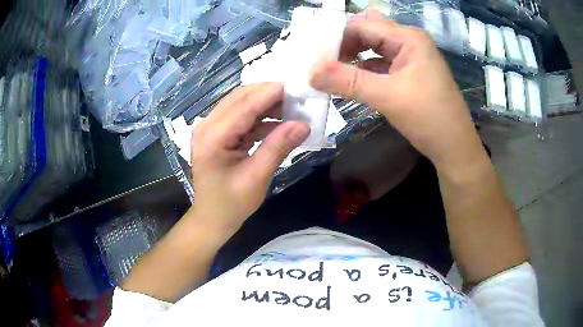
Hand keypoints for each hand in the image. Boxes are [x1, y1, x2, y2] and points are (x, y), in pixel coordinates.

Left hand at [190, 83, 308, 234]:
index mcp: (212, 138)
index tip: (298, 86)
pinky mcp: (218, 134)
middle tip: (298, 95)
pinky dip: (261, 117)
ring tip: (293, 107)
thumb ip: (278, 148)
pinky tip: (280, 121)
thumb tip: (304, 124)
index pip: (244, 105)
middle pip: (240, 98)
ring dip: (266, 103)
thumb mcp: (256, 178)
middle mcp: (207, 126)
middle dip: (269, 93)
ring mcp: (211, 128)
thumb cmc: (231, 204)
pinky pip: (242, 117)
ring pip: (241, 104)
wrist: (212, 219)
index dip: (271, 93)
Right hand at [310, 12, 485, 170]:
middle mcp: (409, 41)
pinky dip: (364, 70)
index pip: (361, 25)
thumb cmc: (428, 118)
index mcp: (407, 38)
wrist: (455, 148)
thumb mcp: (387, 97)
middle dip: (342, 45)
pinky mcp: (410, 73)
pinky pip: (381, 64)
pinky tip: (349, 80)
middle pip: (367, 33)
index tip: (313, 56)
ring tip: (328, 71)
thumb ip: (348, 81)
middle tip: (319, 62)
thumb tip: (311, 73)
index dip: (335, 38)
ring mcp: (410, 57)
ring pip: (373, 48)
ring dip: (352, 58)